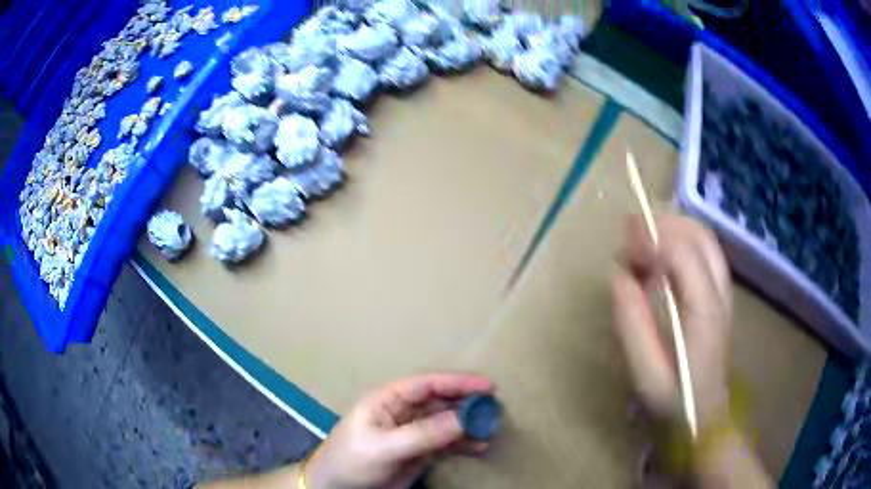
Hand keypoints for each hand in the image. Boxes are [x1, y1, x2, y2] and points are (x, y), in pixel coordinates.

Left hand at [304, 374, 494, 488]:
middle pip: (441, 402)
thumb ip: (422, 434)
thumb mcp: (384, 447)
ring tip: (491, 429)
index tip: (487, 386)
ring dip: (468, 425)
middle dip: (467, 403)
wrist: (337, 488)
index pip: (426, 385)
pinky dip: (463, 444)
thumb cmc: (352, 460)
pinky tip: (479, 447)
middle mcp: (403, 413)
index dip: (456, 382)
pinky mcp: (419, 452)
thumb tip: (464, 419)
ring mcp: (412, 433)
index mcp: (388, 400)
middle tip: (495, 409)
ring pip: (446, 423)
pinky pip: (446, 443)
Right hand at [612, 215, 731, 427]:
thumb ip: (632, 326)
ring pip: (704, 238)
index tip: (622, 249)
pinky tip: (662, 256)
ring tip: (642, 240)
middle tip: (628, 231)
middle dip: (662, 223)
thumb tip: (618, 276)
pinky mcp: (720, 295)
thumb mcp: (646, 374)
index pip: (682, 253)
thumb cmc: (675, 401)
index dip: (650, 241)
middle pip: (699, 235)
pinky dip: (681, 241)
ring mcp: (724, 291)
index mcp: (704, 310)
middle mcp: (720, 291)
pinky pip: (704, 252)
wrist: (707, 417)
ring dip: (672, 228)